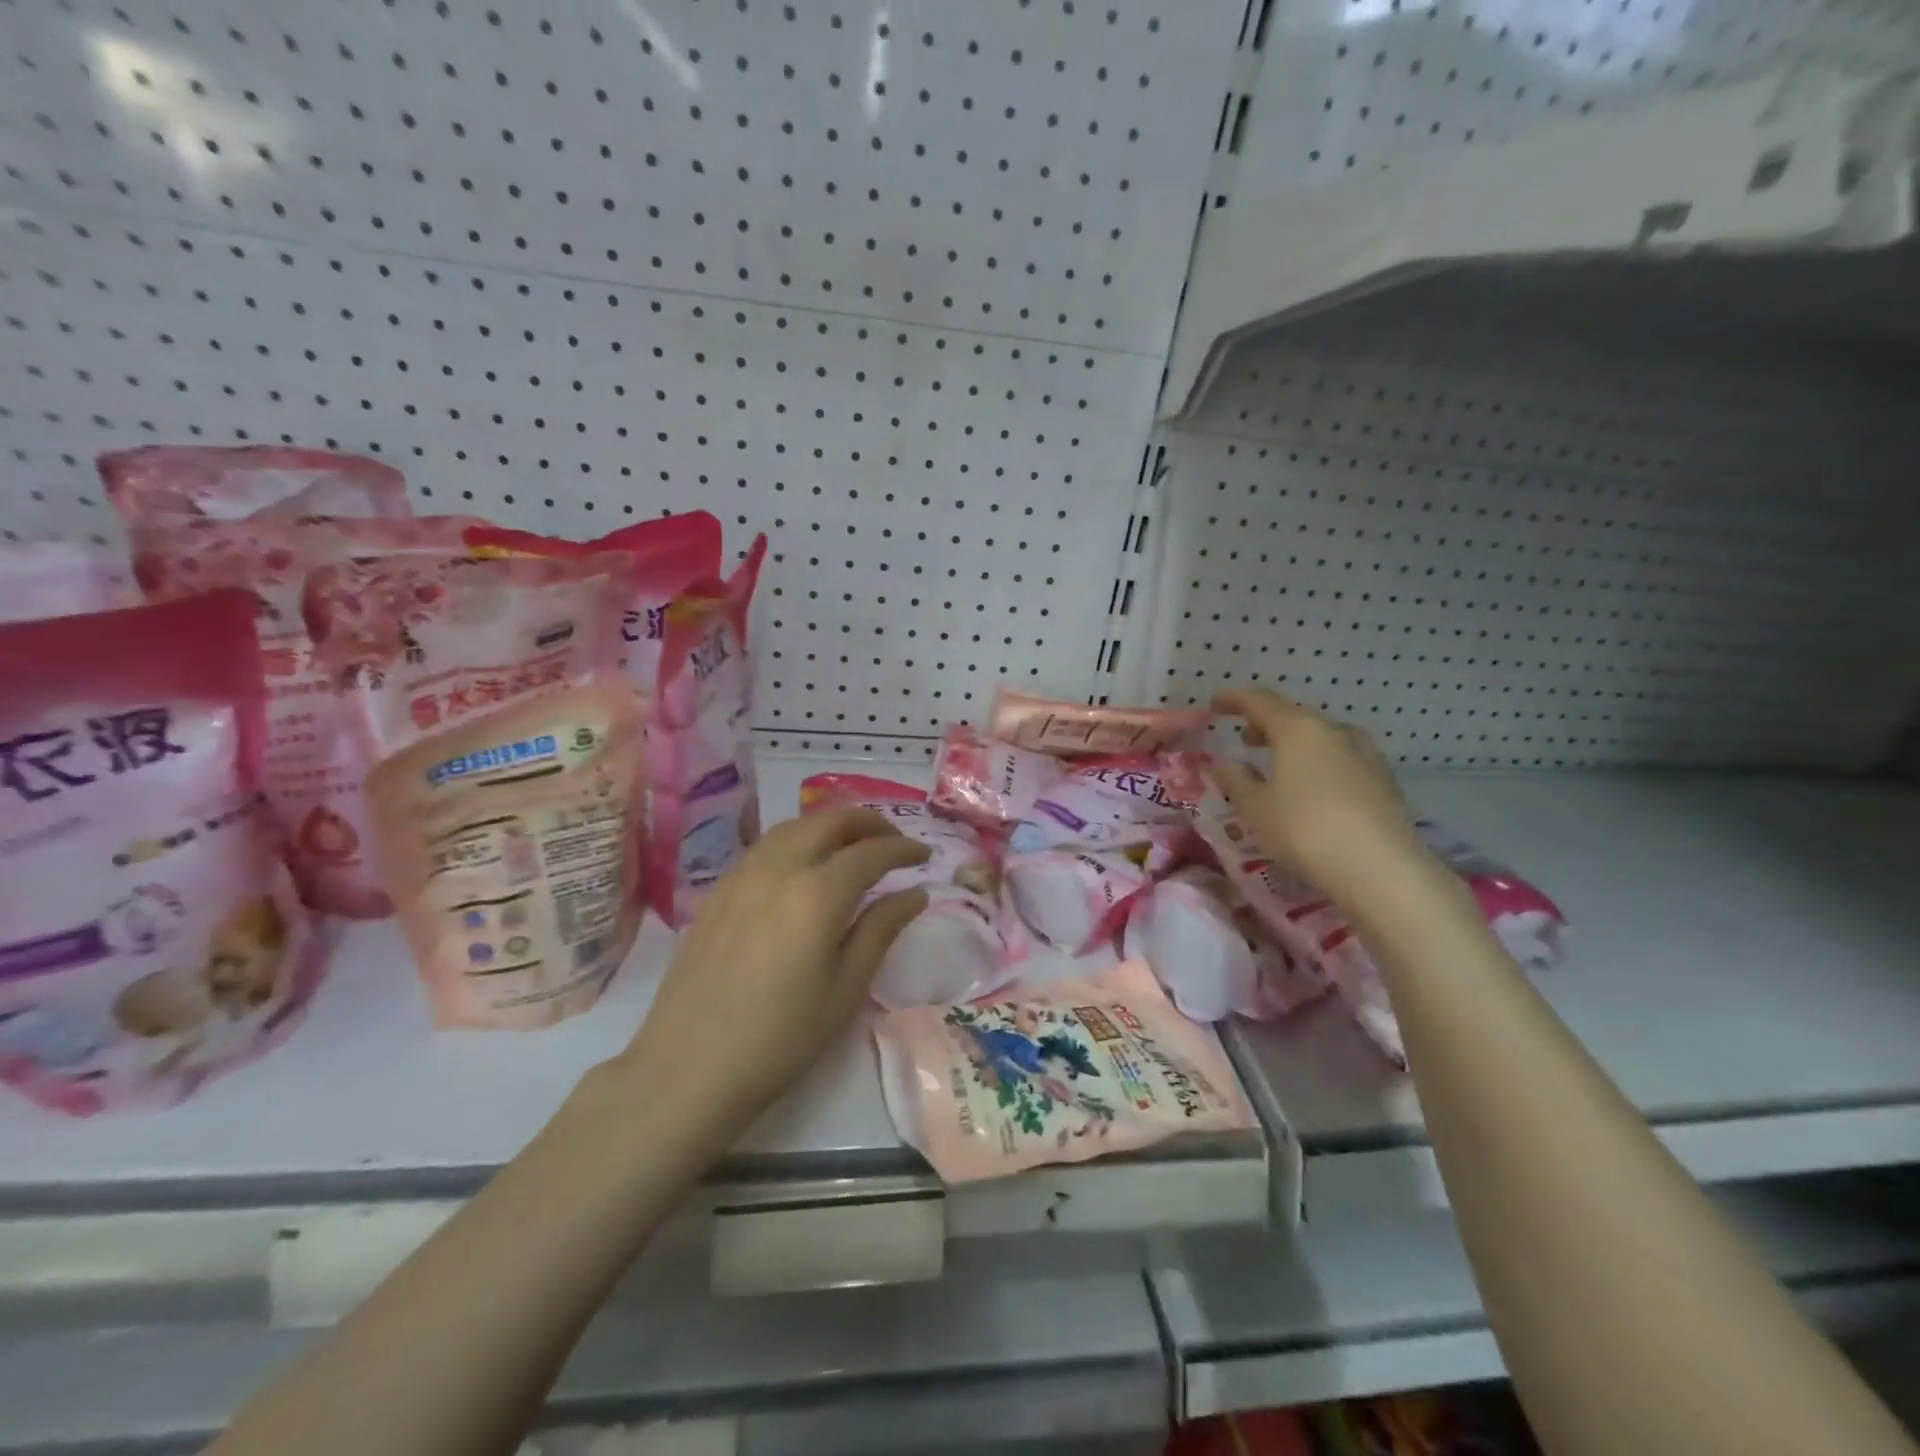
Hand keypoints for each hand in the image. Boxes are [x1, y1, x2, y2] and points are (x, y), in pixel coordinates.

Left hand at [619, 809, 930, 1144]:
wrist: (689, 1066)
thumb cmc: (781, 1037)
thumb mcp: (845, 989)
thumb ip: (881, 930)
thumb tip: (914, 893)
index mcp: (818, 894)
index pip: (871, 852)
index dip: (903, 849)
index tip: (924, 856)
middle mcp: (780, 868)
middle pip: (830, 821)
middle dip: (868, 822)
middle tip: (893, 841)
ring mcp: (743, 874)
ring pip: (794, 826)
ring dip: (831, 826)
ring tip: (853, 845)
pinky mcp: (719, 889)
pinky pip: (767, 845)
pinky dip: (798, 839)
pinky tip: (804, 865)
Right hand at [1209, 688, 1427, 898]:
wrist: (1381, 869)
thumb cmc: (1305, 831)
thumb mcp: (1256, 808)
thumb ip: (1235, 781)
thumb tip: (1221, 764)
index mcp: (1298, 730)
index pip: (1260, 701)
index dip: (1235, 700)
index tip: (1215, 704)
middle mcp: (1334, 731)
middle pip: (1294, 717)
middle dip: (1266, 725)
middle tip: (1245, 741)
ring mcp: (1364, 753)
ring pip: (1321, 737)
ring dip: (1294, 745)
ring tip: (1278, 765)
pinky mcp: (1383, 779)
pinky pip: (1340, 758)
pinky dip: (1317, 762)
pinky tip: (1311, 787)